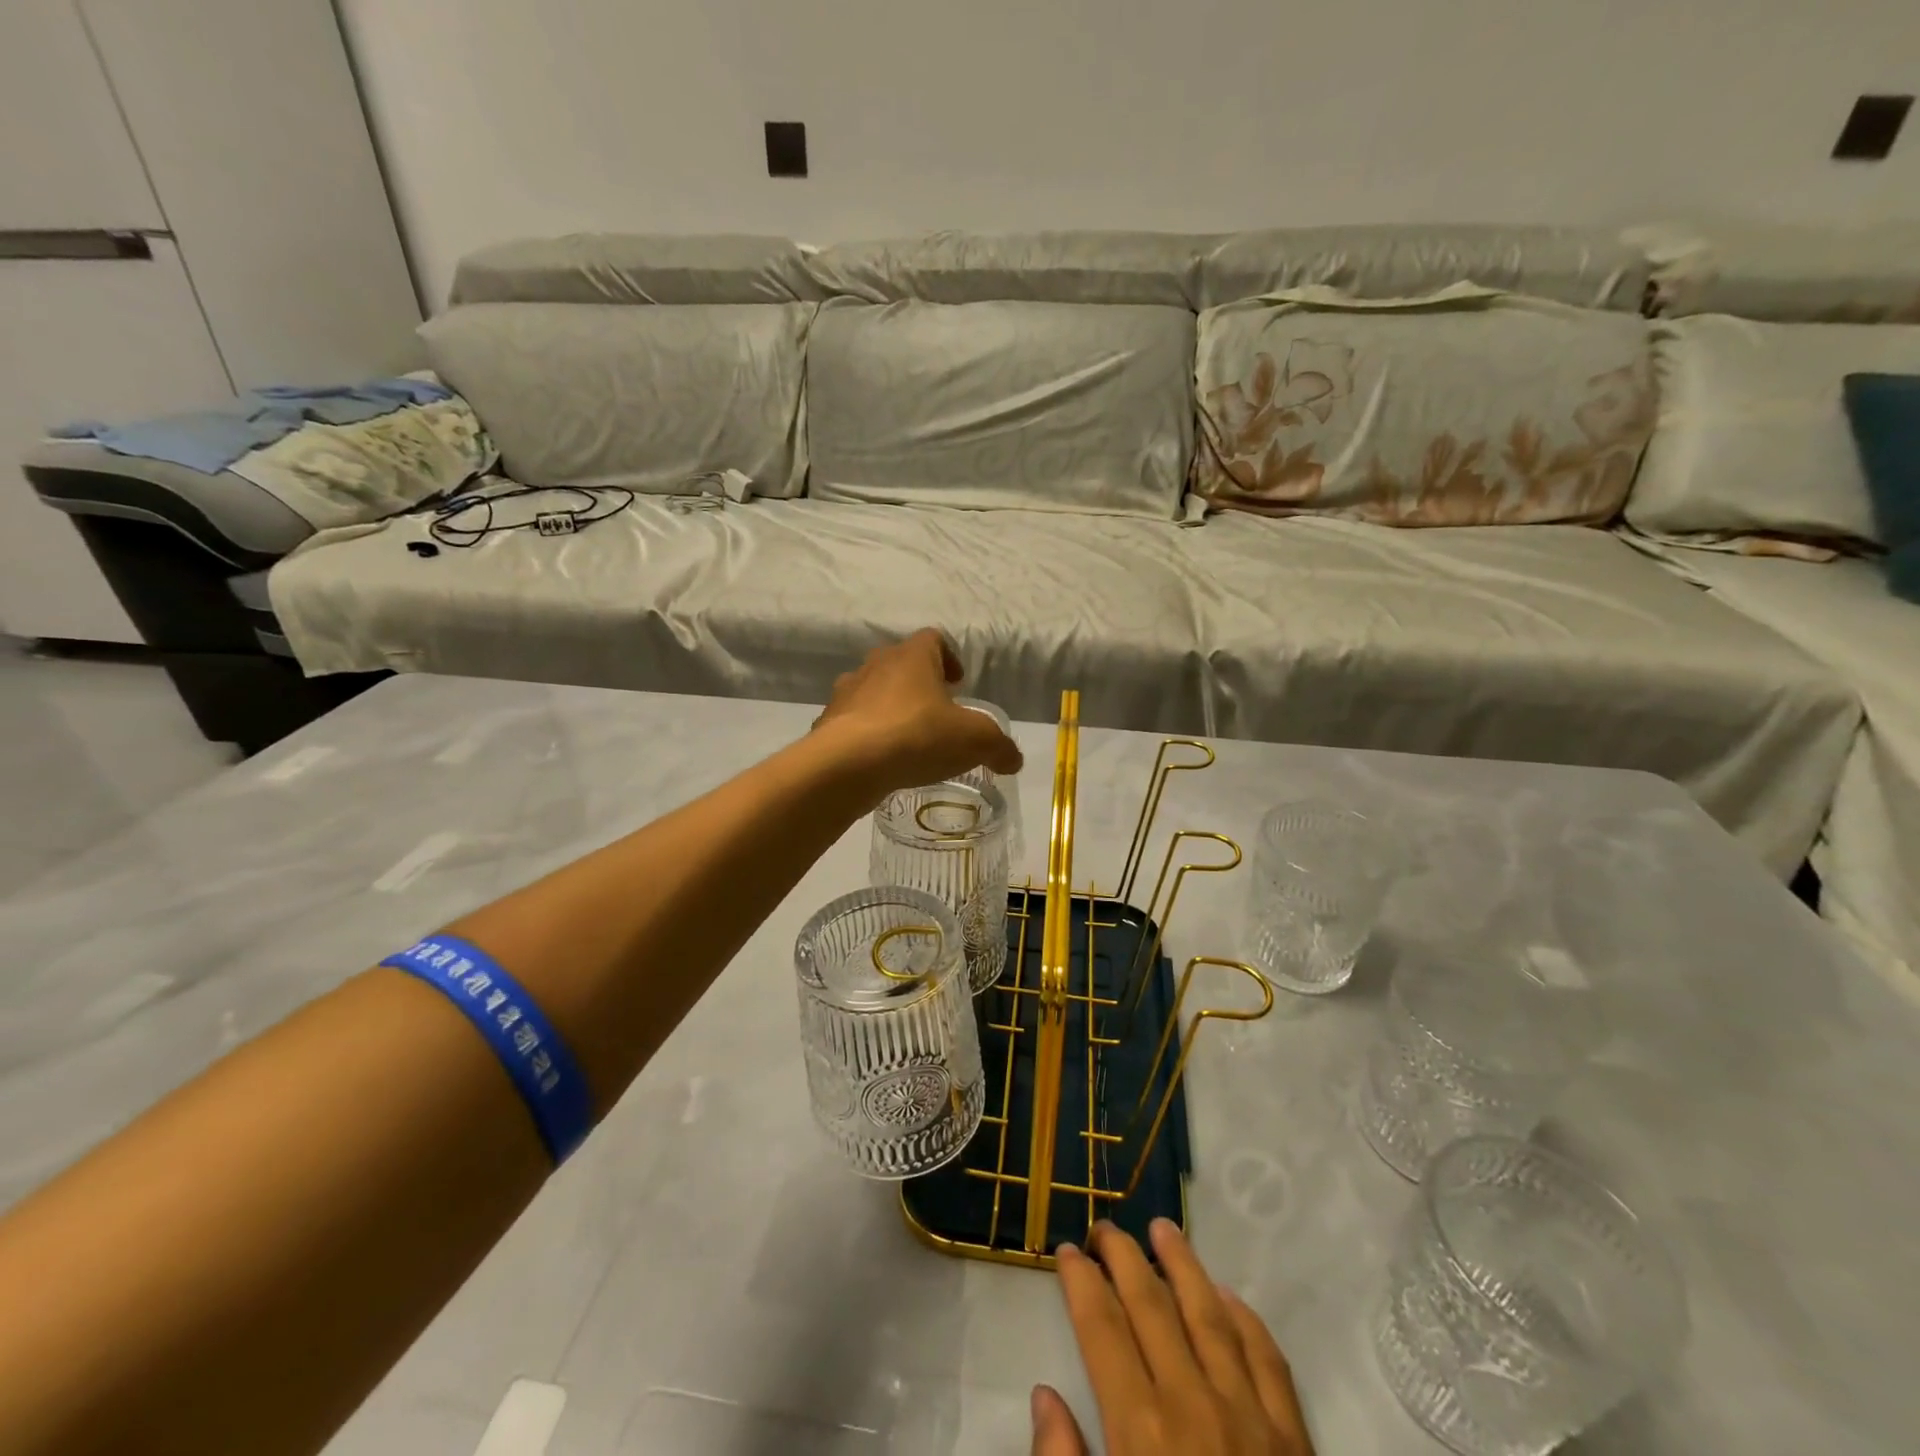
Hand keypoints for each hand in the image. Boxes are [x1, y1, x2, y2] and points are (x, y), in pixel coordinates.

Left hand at [813, 629, 1023, 799]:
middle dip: (919, 684)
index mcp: (912, 657)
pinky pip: (852, 722)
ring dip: (890, 707)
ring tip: (907, 738)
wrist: (847, 765)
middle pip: (900, 663)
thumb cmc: (917, 736)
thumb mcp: (974, 742)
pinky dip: (867, 734)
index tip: (958, 683)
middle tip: (936, 711)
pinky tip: (880, 760)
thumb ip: (999, 747)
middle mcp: (876, 665)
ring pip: (872, 692)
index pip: (933, 639)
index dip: (949, 657)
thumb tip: (1014, 759)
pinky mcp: (828, 723)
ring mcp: (846, 693)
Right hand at [1032, 1219, 1313, 1455]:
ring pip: (1209, 1313)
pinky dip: (1245, 1318)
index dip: (1079, 1281)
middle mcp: (1193, 1404)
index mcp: (1142, 1430)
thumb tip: (1044, 1395)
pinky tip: (1228, 1295)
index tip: (1064, 1250)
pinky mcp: (1295, 1441)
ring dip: (1182, 1264)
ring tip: (1162, 1227)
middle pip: (1150, 1303)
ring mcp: (1250, 1417)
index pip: (1102, 1327)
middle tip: (1103, 1227)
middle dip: (1122, 1255)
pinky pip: (1268, 1358)